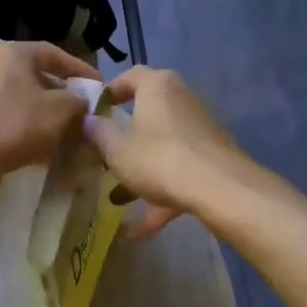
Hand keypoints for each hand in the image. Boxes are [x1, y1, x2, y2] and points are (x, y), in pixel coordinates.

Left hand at [0, 41, 99, 198]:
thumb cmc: (16, 125)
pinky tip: (44, 152)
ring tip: (69, 136)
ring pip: (25, 103)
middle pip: (38, 79)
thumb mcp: (60, 110)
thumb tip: (84, 102)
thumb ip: (79, 101)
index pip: (54, 54)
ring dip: (48, 118)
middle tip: (85, 115)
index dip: (80, 70)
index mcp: (13, 54)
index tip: (99, 87)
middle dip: (64, 98)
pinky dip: (29, 132)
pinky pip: (11, 121)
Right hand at [83, 67, 249, 237]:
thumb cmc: (158, 159)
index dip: (110, 91)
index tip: (95, 112)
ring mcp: (200, 129)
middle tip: (105, 156)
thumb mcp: (116, 149)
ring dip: (141, 172)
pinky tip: (140, 230)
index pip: (130, 76)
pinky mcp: (212, 157)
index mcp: (157, 87)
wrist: (219, 188)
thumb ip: (98, 133)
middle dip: (125, 138)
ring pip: (162, 147)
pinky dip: (161, 196)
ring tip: (118, 199)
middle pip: (148, 114)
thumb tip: (87, 121)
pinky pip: (179, 172)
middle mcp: (182, 99)